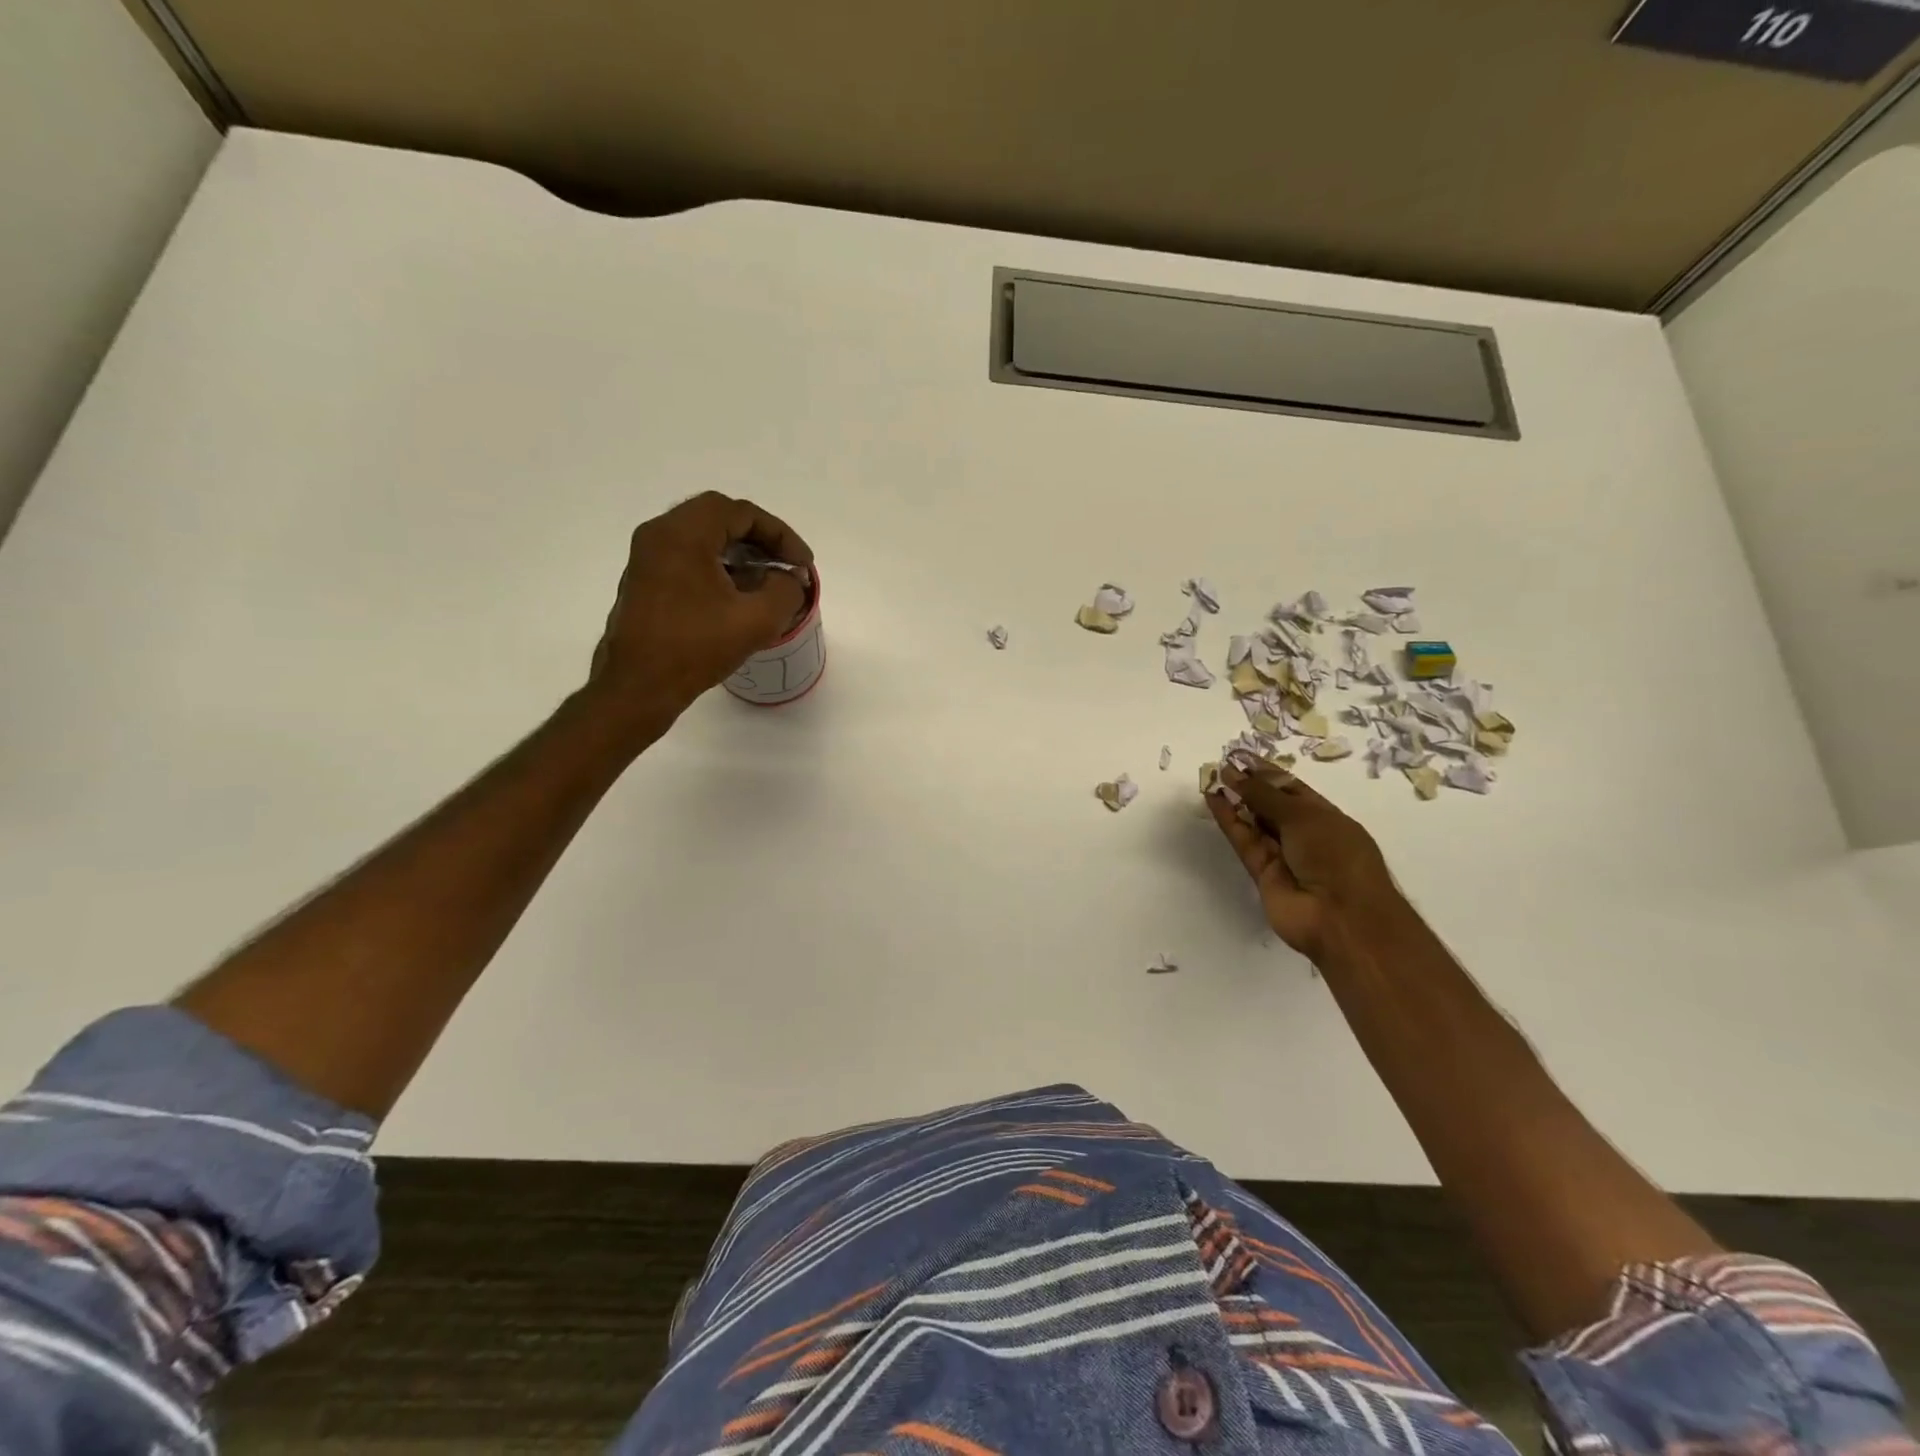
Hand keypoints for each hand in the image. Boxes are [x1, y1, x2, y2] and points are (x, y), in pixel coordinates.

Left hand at [587, 492, 814, 726]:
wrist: (638, 687)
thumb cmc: (695, 648)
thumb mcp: (757, 619)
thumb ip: (785, 589)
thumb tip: (786, 579)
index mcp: (683, 534)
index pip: (741, 512)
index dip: (780, 535)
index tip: (802, 565)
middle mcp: (659, 535)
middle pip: (719, 517)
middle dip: (760, 539)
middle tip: (786, 565)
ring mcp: (647, 558)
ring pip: (703, 538)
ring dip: (740, 553)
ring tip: (768, 581)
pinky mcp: (644, 581)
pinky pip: (688, 558)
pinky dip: (718, 566)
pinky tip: (738, 596)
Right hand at [1206, 764, 1398, 961]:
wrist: (1341, 918)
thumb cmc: (1336, 857)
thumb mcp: (1304, 816)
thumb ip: (1265, 795)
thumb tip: (1233, 773)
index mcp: (1326, 818)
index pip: (1292, 789)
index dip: (1267, 773)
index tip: (1240, 757)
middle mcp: (1305, 835)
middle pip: (1272, 806)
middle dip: (1249, 786)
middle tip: (1222, 766)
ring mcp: (1284, 856)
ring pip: (1254, 824)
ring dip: (1235, 802)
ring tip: (1212, 778)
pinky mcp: (1263, 874)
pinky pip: (1245, 842)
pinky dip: (1229, 822)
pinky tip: (1214, 800)